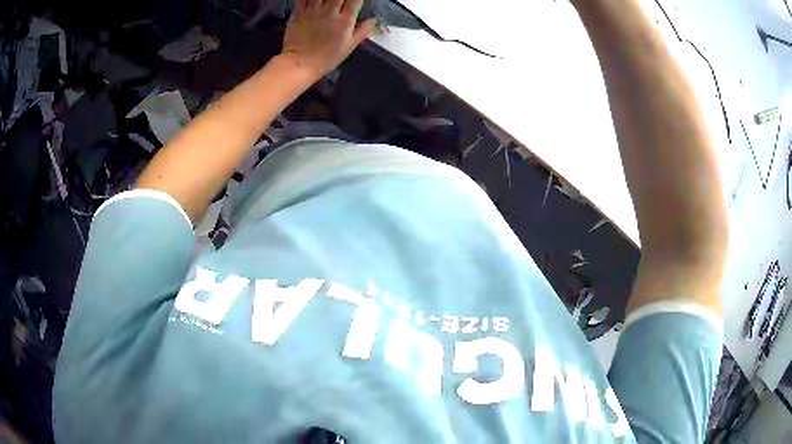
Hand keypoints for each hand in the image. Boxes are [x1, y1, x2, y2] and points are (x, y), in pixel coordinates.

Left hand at [282, 0, 375, 77]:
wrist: (299, 64)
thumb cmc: (325, 58)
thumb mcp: (348, 47)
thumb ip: (362, 32)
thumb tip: (372, 20)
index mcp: (344, 21)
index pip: (355, 0)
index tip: (356, 1)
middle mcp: (329, 12)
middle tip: (341, 2)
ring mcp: (312, 11)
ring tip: (327, 2)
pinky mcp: (298, 13)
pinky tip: (313, 0)